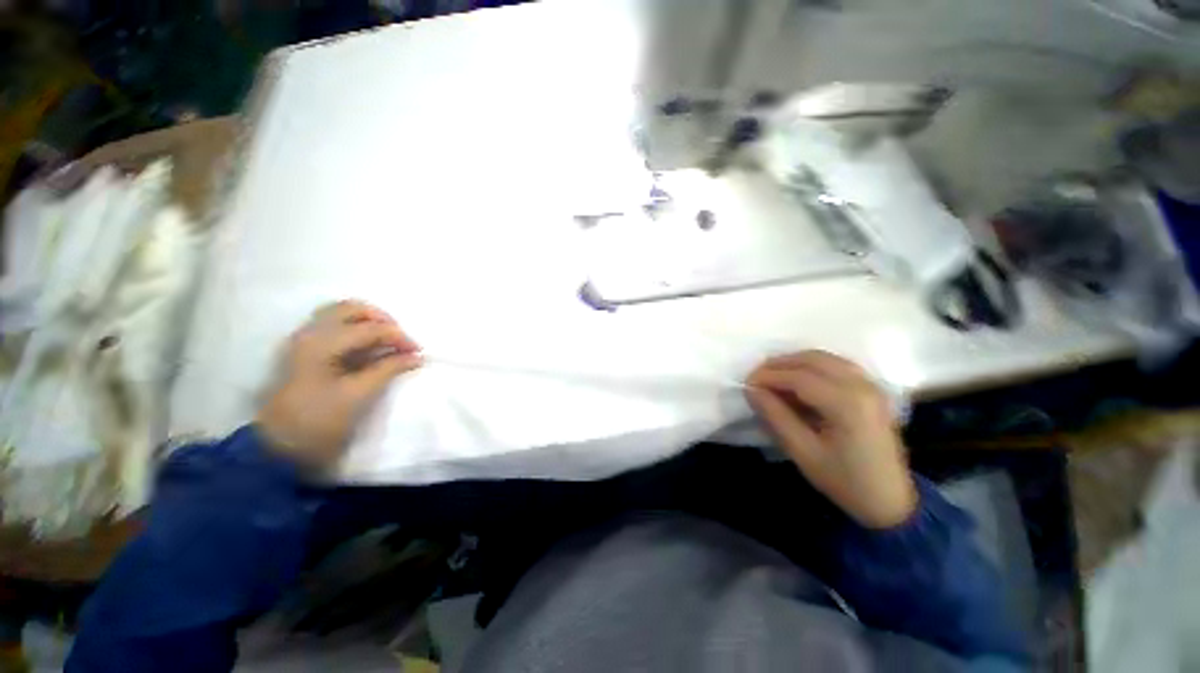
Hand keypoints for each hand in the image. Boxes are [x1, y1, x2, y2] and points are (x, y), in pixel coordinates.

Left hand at [257, 300, 422, 470]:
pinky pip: (334, 327)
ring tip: (388, 342)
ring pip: (341, 315)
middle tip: (401, 340)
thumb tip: (417, 356)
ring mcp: (305, 341)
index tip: (419, 353)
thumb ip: (389, 369)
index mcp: (321, 343)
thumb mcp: (359, 395)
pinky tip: (370, 348)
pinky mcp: (305, 352)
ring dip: (369, 323)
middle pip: (351, 308)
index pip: (370, 328)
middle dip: (382, 320)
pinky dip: (357, 331)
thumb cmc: (319, 421)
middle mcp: (310, 333)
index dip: (399, 337)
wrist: (279, 448)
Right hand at [746, 351, 916, 528]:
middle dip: (779, 364)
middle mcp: (862, 386)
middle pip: (812, 359)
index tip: (746, 383)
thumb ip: (775, 415)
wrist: (889, 501)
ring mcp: (870, 385)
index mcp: (847, 404)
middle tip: (756, 378)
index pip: (799, 377)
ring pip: (825, 358)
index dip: (768, 376)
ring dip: (794, 362)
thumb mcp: (802, 451)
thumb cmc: (844, 480)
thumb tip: (751, 389)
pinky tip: (798, 379)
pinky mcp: (871, 390)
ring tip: (772, 377)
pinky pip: (836, 365)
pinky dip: (812, 366)